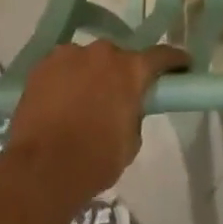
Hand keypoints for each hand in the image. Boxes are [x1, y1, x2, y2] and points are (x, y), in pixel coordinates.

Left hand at [4, 41, 189, 203]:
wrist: (41, 170)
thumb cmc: (95, 160)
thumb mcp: (131, 141)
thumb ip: (134, 114)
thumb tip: (126, 107)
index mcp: (131, 70)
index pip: (161, 55)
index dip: (174, 61)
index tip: (182, 65)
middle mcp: (103, 53)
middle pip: (119, 57)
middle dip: (121, 72)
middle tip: (117, 95)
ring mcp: (69, 55)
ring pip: (87, 60)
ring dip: (90, 74)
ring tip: (81, 101)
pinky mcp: (42, 66)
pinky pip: (62, 67)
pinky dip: (64, 79)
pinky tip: (58, 101)